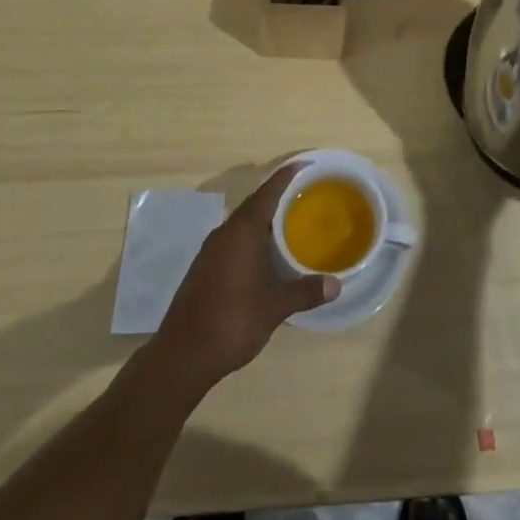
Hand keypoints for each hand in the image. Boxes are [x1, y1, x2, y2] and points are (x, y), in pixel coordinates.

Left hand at [153, 163, 337, 389]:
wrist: (182, 355)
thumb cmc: (232, 321)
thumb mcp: (275, 307)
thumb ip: (305, 291)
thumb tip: (336, 285)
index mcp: (242, 231)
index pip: (267, 193)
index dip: (285, 177)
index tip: (303, 164)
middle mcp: (224, 233)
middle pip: (253, 205)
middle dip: (276, 197)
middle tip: (302, 195)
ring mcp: (210, 251)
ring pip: (241, 224)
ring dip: (262, 220)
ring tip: (286, 223)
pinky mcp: (202, 268)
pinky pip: (231, 240)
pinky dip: (249, 238)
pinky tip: (261, 255)